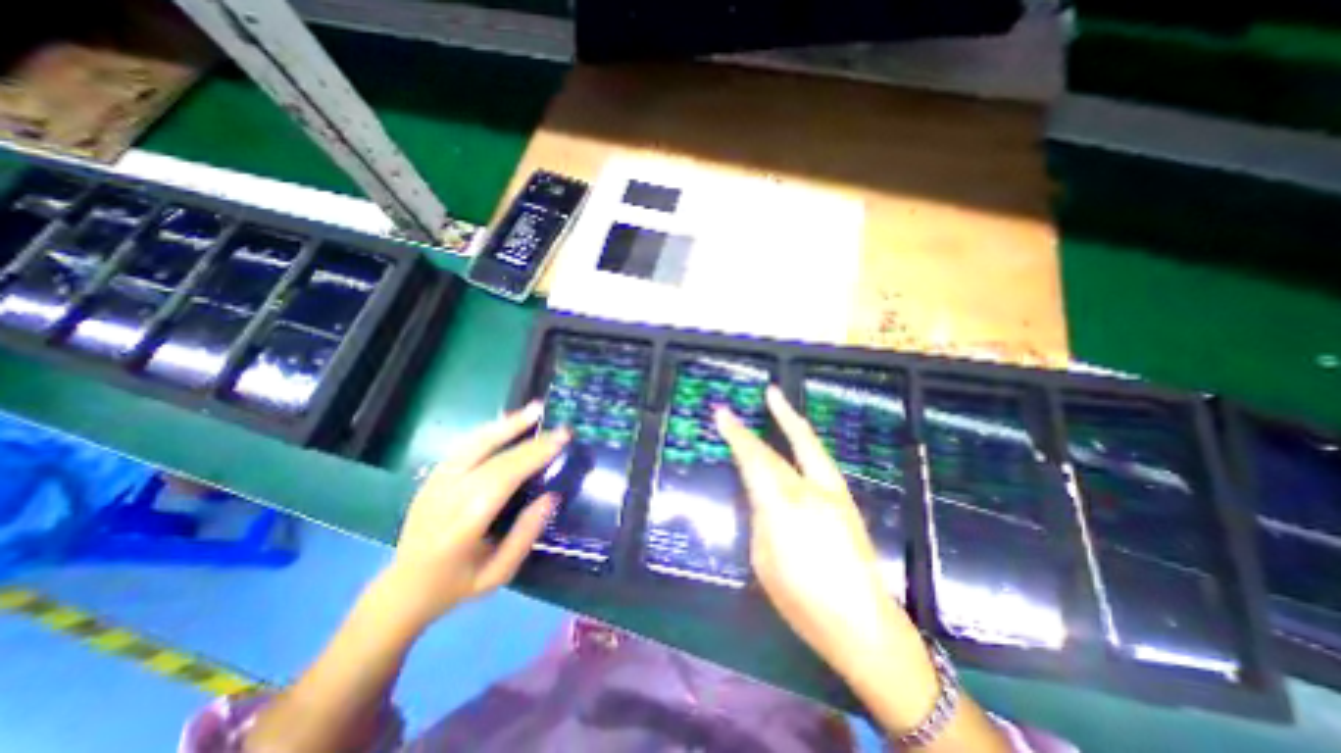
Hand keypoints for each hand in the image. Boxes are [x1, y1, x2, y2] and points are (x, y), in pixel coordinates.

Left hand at [379, 405, 567, 628]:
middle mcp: (443, 499)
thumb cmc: (457, 585)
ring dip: (506, 424)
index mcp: (460, 529)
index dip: (531, 457)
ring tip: (534, 409)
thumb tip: (552, 496)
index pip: (500, 481)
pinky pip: (463, 446)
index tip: (561, 441)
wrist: (403, 589)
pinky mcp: (431, 477)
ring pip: (472, 445)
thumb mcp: (498, 574)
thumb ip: (525, 535)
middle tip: (560, 427)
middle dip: (529, 440)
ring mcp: (433, 485)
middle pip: (490, 458)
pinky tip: (508, 421)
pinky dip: (489, 430)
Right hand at [712, 390, 933, 691]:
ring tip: (778, 401)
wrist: (864, 625)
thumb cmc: (803, 601)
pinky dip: (805, 440)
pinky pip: (820, 459)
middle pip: (781, 447)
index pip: (754, 460)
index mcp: (783, 507)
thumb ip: (760, 518)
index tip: (722, 413)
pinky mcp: (845, 499)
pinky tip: (798, 436)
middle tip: (759, 393)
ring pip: (809, 445)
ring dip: (792, 420)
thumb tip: (760, 494)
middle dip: (766, 419)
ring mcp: (833, 492)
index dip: (737, 435)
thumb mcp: (763, 560)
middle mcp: (810, 491)